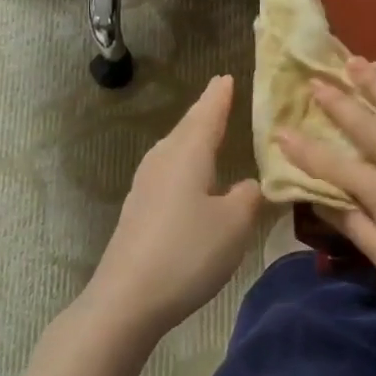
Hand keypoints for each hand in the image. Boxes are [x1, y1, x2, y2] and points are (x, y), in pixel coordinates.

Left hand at [87, 75, 262, 336]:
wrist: (127, 299)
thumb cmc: (188, 252)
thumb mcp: (235, 224)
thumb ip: (249, 197)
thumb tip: (247, 185)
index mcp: (188, 154)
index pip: (208, 114)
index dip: (220, 96)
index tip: (227, 76)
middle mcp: (163, 161)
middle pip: (186, 128)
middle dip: (205, 112)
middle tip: (220, 95)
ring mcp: (145, 186)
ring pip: (173, 149)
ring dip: (191, 136)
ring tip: (207, 130)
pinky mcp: (138, 211)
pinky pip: (167, 171)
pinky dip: (183, 162)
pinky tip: (189, 177)